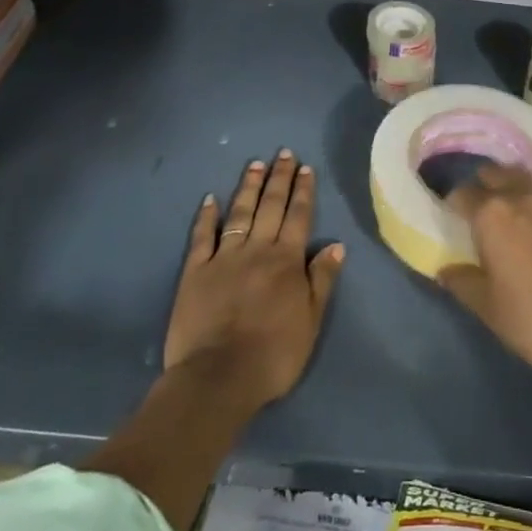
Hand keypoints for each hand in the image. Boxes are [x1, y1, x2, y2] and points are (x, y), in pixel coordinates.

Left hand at [164, 151, 344, 410]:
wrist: (218, 377)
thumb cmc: (273, 354)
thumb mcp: (311, 321)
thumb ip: (322, 280)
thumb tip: (336, 245)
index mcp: (286, 260)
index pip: (299, 216)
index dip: (303, 191)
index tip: (306, 167)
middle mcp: (257, 250)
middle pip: (270, 206)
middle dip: (279, 178)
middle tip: (283, 153)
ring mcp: (223, 258)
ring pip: (239, 213)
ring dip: (248, 187)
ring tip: (254, 164)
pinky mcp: (195, 272)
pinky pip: (202, 237)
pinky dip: (206, 216)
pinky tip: (209, 199)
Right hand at [439, 165, 531, 392]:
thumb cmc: (527, 316)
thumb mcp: (484, 304)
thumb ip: (461, 280)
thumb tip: (446, 270)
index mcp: (491, 213)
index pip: (462, 194)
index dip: (453, 204)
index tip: (450, 217)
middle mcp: (520, 196)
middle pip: (494, 174)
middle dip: (481, 186)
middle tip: (476, 208)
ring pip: (522, 177)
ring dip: (509, 184)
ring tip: (503, 205)